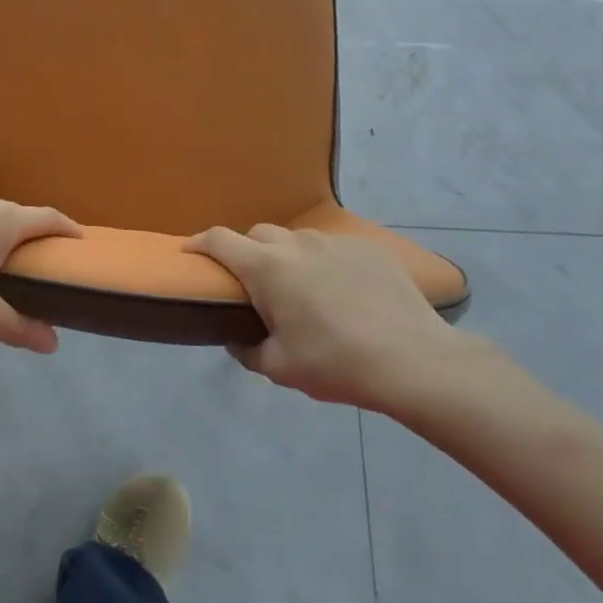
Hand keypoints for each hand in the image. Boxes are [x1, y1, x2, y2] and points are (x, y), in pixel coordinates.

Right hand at [186, 225, 528, 424]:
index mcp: (267, 268)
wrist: (413, 360)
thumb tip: (237, 339)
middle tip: (252, 284)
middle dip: (246, 251)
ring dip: (287, 257)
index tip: (189, 252)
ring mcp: (335, 242)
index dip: (199, 242)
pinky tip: (341, 291)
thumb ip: (247, 350)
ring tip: (300, 289)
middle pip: (258, 234)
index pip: (219, 239)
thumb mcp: (280, 368)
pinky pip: (333, 247)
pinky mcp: (368, 248)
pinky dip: (324, 262)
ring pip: (297, 239)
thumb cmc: (336, 363)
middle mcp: (297, 244)